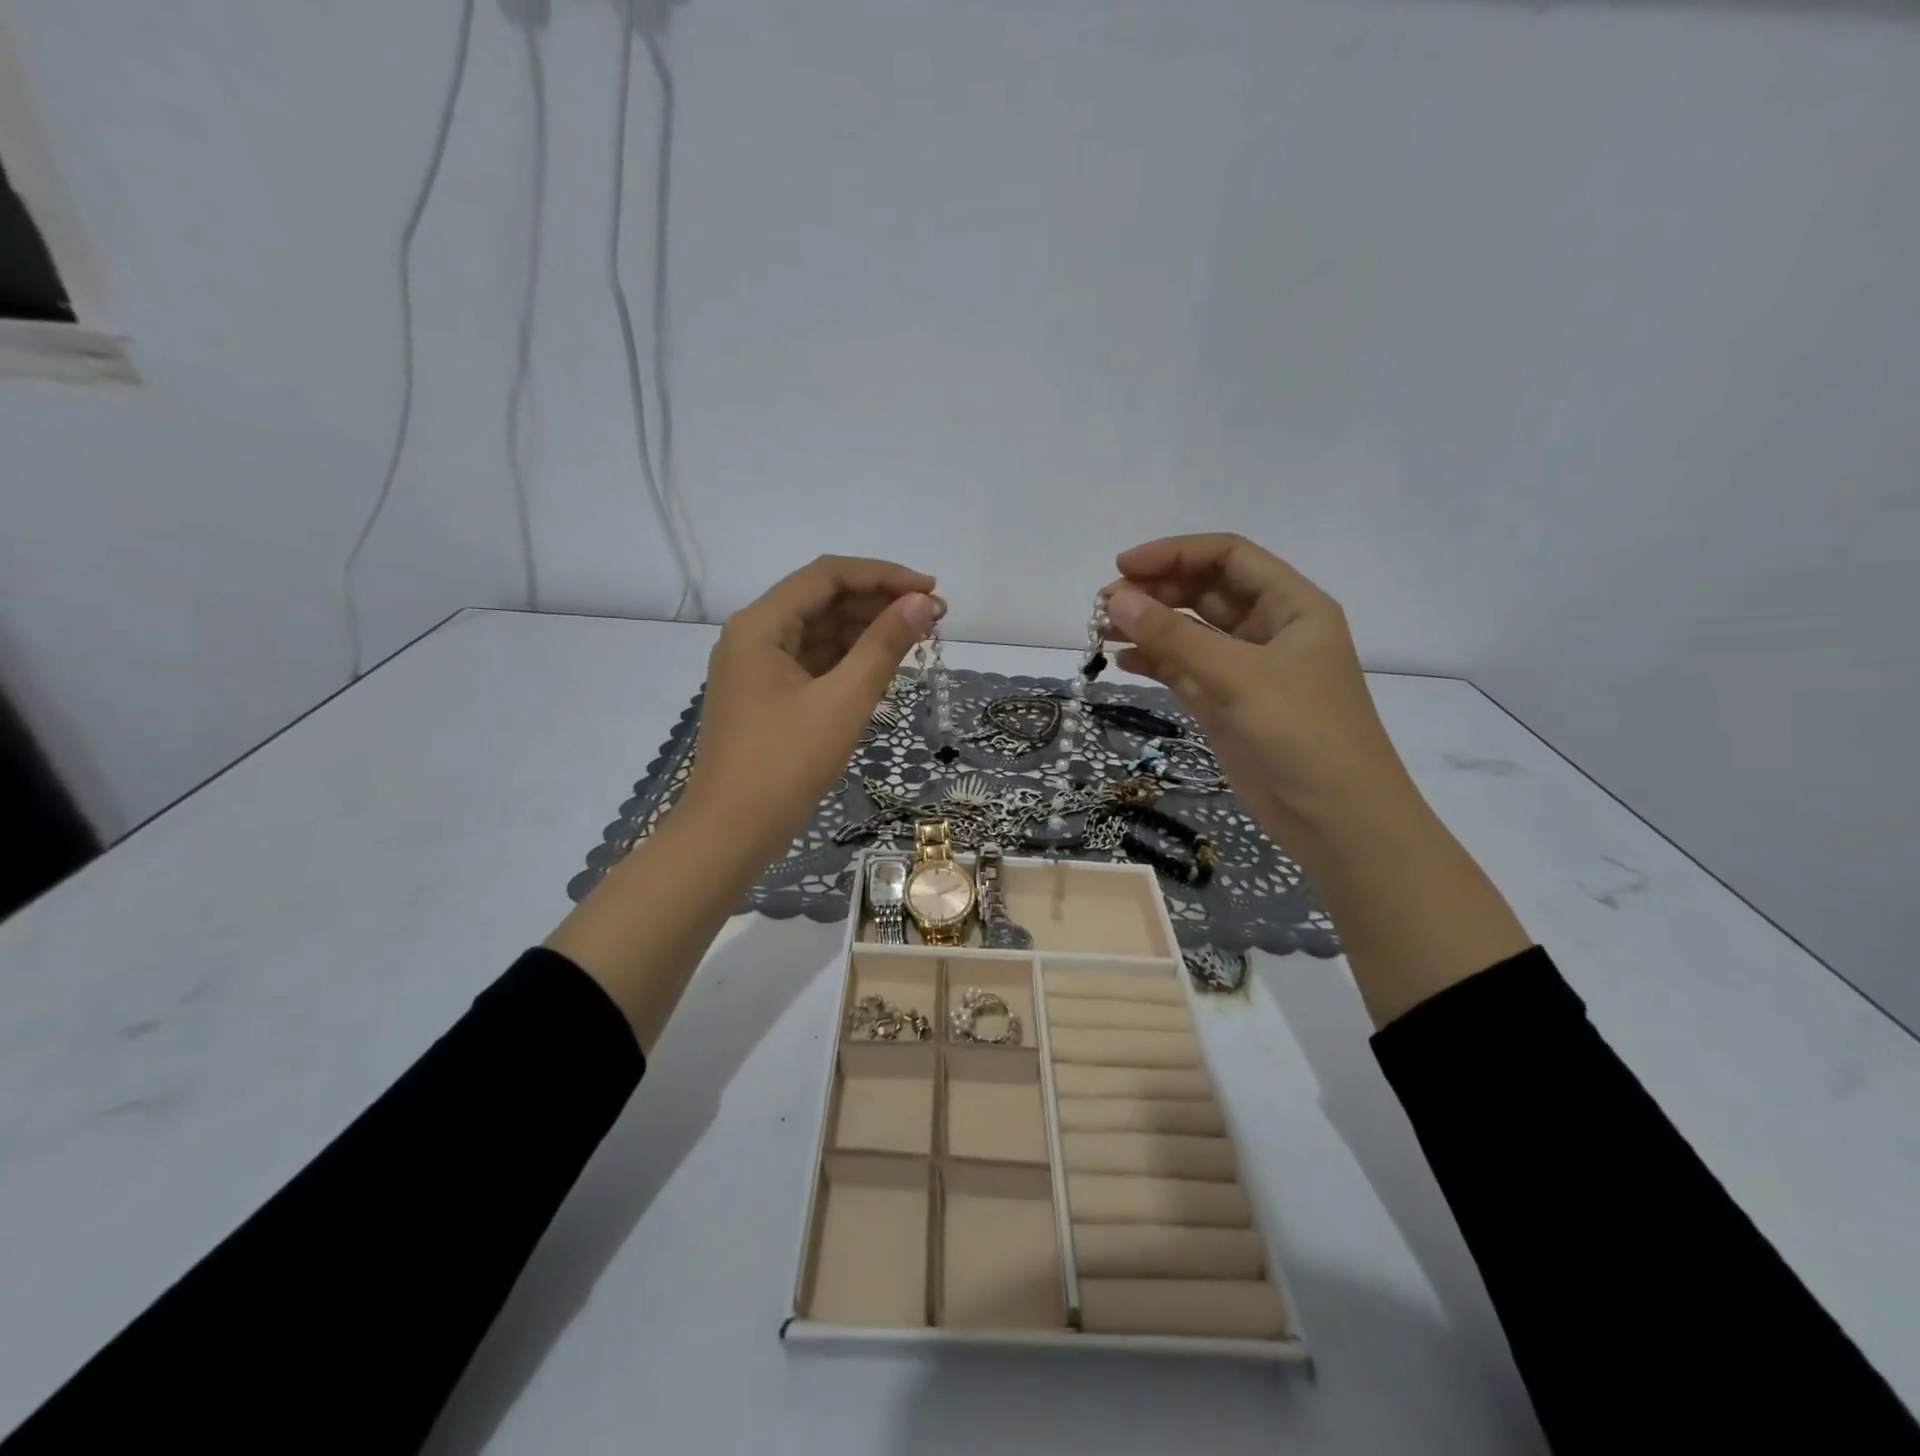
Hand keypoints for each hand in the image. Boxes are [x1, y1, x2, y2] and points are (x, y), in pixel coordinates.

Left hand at [680, 555, 941, 868]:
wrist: (729, 834)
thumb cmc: (784, 764)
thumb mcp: (842, 701)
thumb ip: (884, 646)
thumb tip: (923, 603)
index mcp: (760, 625)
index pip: (827, 575)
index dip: (883, 575)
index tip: (931, 590)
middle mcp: (753, 636)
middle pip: (822, 600)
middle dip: (878, 604)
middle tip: (933, 619)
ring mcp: (756, 668)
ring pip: (818, 633)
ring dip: (866, 631)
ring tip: (916, 641)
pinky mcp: (765, 697)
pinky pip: (812, 663)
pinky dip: (847, 661)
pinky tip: (882, 667)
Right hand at [1106, 533, 1528, 1024]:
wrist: (1337, 822)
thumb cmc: (1303, 736)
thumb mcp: (1238, 678)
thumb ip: (1175, 637)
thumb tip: (1115, 598)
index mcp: (1292, 606)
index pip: (1228, 557)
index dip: (1175, 553)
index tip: (1123, 566)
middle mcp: (1269, 630)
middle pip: (1205, 591)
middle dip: (1156, 591)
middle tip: (1104, 605)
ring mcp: (1247, 670)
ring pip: (1191, 632)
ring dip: (1149, 626)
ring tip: (1101, 630)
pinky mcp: (1228, 705)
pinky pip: (1185, 670)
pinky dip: (1155, 662)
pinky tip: (1121, 660)